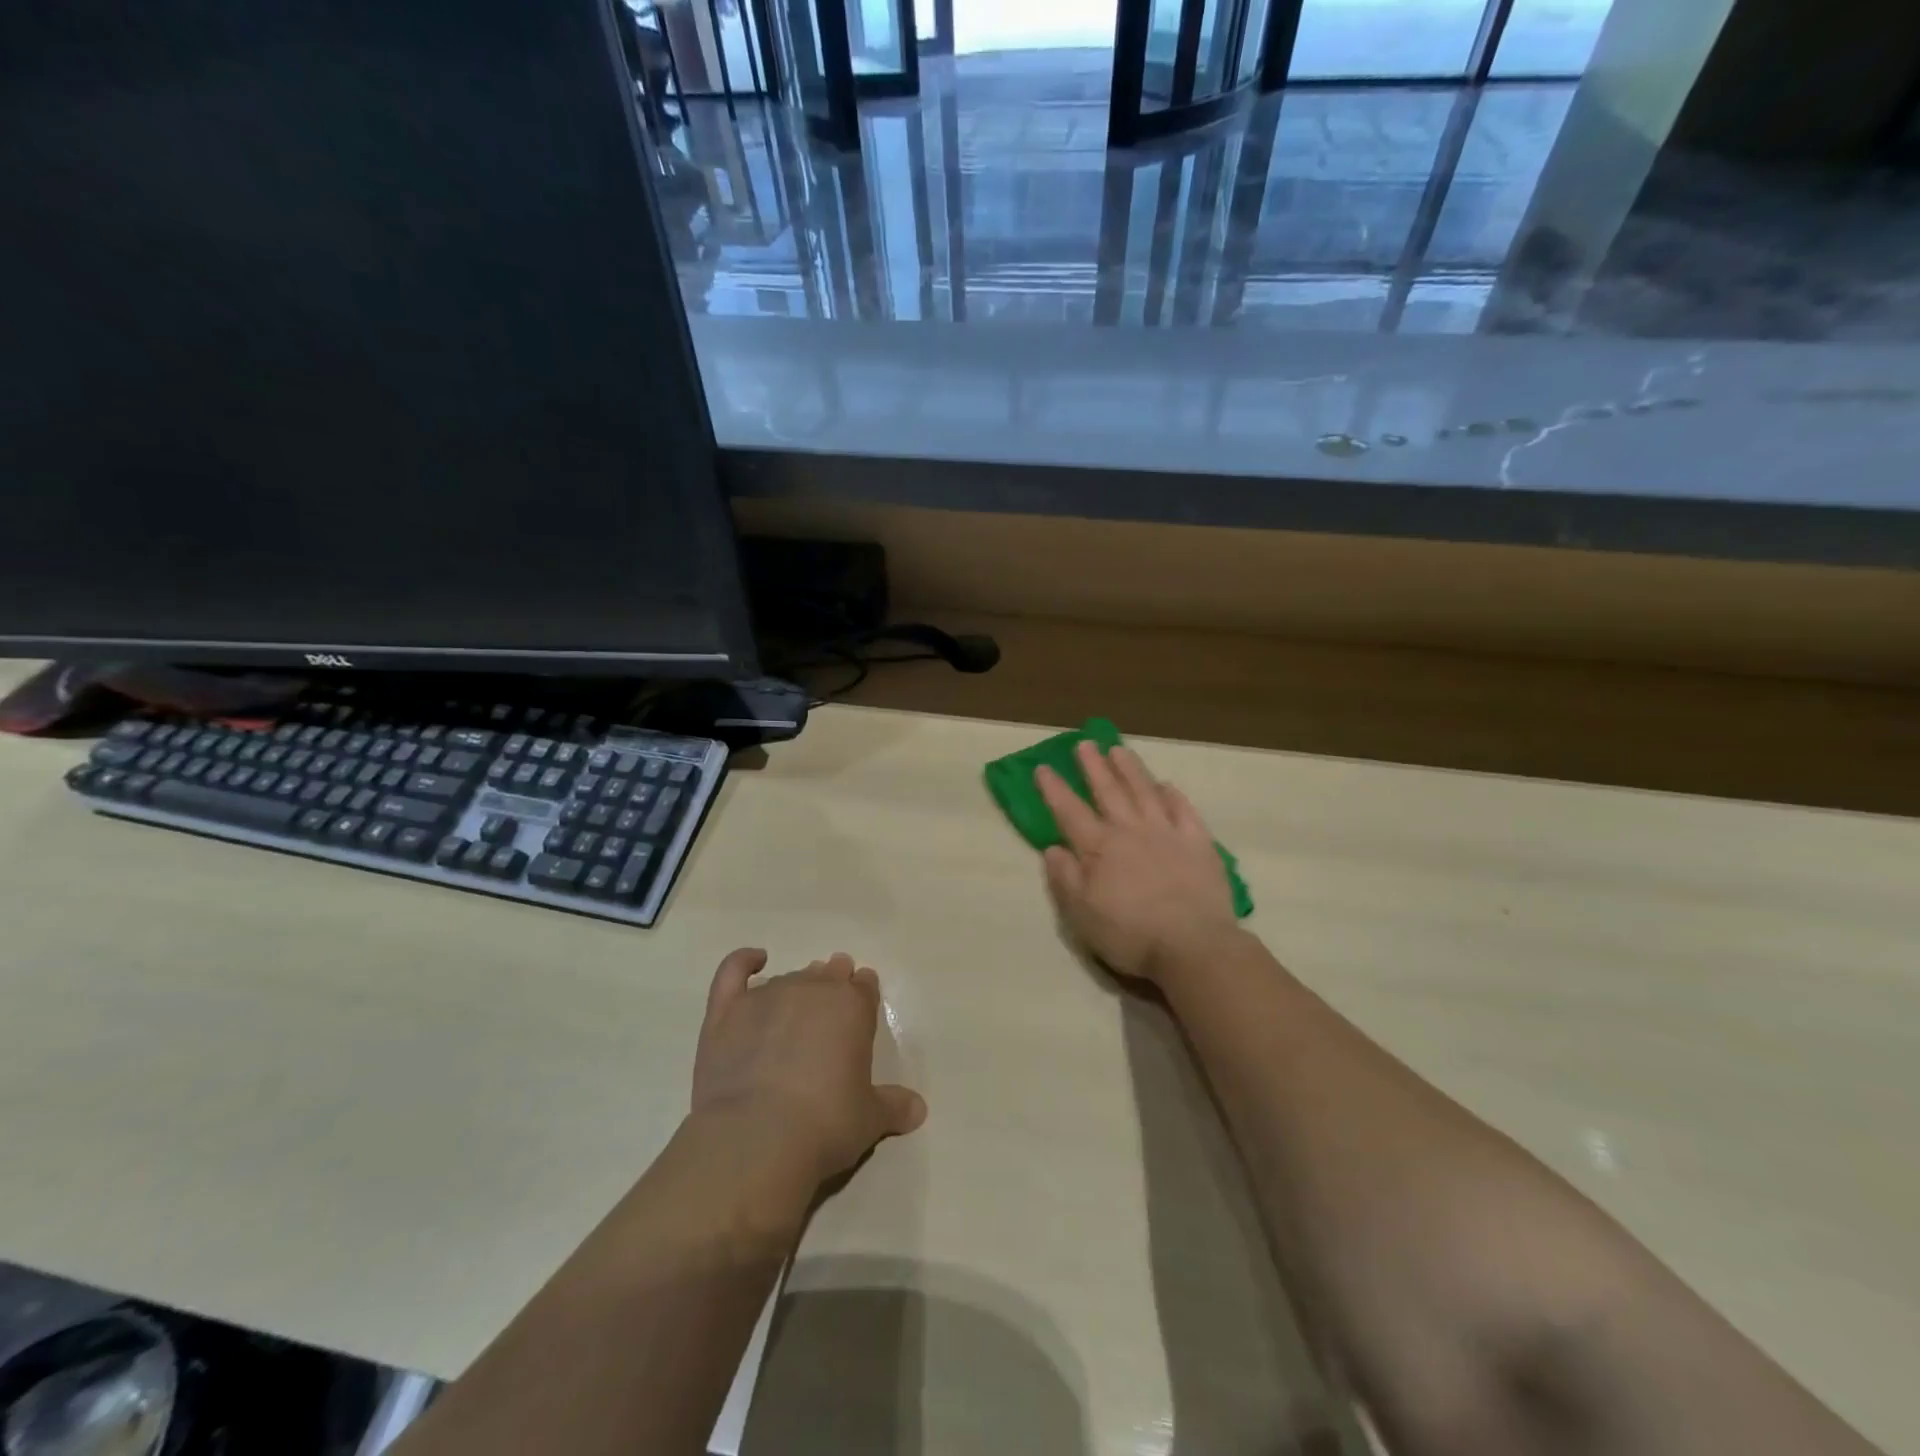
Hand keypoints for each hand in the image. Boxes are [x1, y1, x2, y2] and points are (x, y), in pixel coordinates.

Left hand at [691, 948, 927, 1190]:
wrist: (756, 1138)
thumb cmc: (825, 1125)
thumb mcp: (870, 1120)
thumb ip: (894, 1107)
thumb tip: (918, 1109)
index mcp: (852, 1007)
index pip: (864, 986)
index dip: (863, 991)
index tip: (862, 1002)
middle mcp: (812, 990)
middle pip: (828, 974)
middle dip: (833, 981)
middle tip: (832, 1002)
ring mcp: (766, 996)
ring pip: (788, 976)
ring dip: (798, 984)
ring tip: (797, 1002)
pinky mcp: (727, 1011)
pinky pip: (734, 971)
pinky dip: (743, 960)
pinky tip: (754, 959)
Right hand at [1037, 742, 1240, 984]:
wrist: (1193, 946)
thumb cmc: (1130, 934)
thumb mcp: (1082, 914)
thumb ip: (1065, 878)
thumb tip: (1052, 848)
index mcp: (1099, 848)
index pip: (1070, 812)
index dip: (1054, 789)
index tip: (1043, 767)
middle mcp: (1131, 831)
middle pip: (1108, 792)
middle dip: (1093, 767)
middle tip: (1084, 743)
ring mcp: (1167, 833)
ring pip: (1144, 792)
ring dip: (1129, 769)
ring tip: (1118, 750)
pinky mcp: (1198, 843)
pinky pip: (1183, 810)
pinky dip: (1172, 795)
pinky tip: (1166, 785)